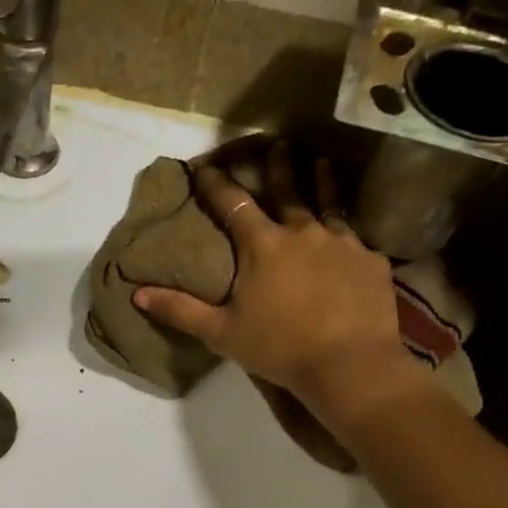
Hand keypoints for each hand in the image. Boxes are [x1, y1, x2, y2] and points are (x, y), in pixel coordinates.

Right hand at [133, 145, 431, 419]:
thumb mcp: (220, 333)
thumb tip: (138, 293)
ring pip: (328, 204)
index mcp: (262, 245)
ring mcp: (342, 243)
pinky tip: (350, 235)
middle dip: (277, 166)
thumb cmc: (278, 347)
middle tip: (279, 143)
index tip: (204, 165)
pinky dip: (348, 232)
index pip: (232, 203)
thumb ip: (180, 310)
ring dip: (321, 181)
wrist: (348, 364)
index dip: (215, 183)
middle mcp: (302, 232)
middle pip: (287, 190)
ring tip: (321, 162)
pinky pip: (356, 239)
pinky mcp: (370, 261)